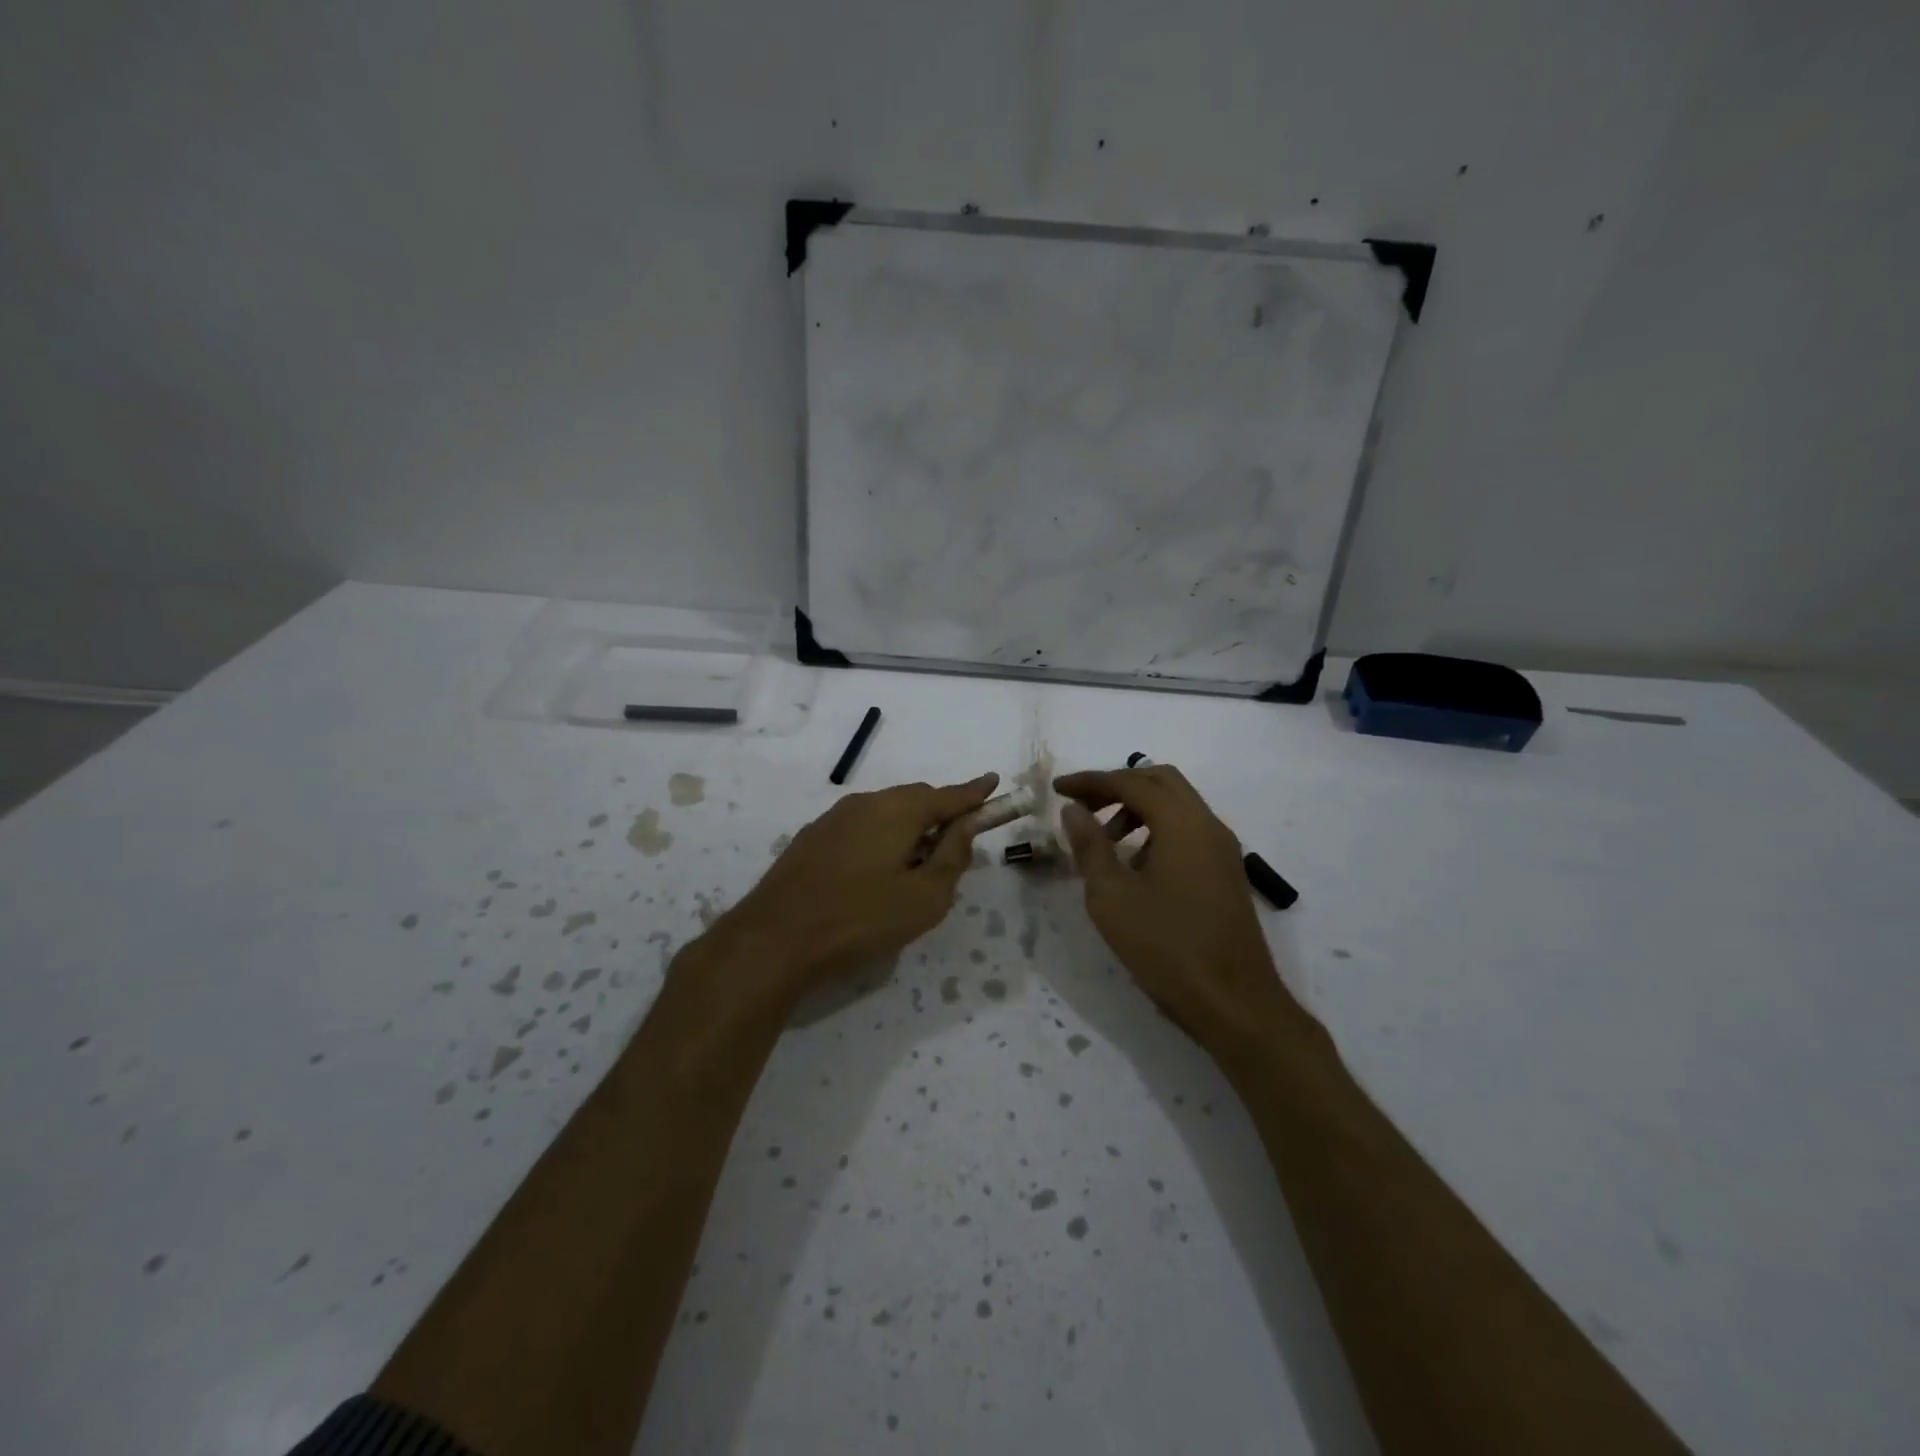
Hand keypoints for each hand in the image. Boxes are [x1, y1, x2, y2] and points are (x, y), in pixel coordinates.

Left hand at [705, 773, 998, 1005]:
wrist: (775, 938)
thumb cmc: (860, 919)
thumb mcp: (924, 897)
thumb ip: (952, 856)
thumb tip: (967, 825)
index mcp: (897, 811)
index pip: (948, 795)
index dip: (975, 792)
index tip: (994, 782)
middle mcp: (865, 803)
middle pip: (914, 799)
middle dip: (940, 813)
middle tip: (957, 841)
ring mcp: (833, 818)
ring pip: (884, 812)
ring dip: (909, 828)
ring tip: (918, 863)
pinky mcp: (812, 838)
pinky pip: (861, 826)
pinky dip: (881, 837)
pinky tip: (877, 870)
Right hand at [1057, 765, 1299, 1051]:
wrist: (1234, 1004)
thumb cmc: (1166, 948)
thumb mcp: (1112, 897)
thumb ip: (1090, 846)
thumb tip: (1074, 809)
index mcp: (1182, 823)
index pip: (1131, 782)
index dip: (1090, 781)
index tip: (1058, 789)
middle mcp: (1208, 825)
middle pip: (1160, 781)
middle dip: (1117, 785)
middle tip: (1082, 806)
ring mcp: (1222, 849)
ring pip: (1177, 805)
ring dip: (1138, 808)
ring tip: (1105, 840)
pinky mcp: (1226, 872)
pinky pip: (1188, 830)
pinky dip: (1157, 829)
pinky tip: (1135, 865)